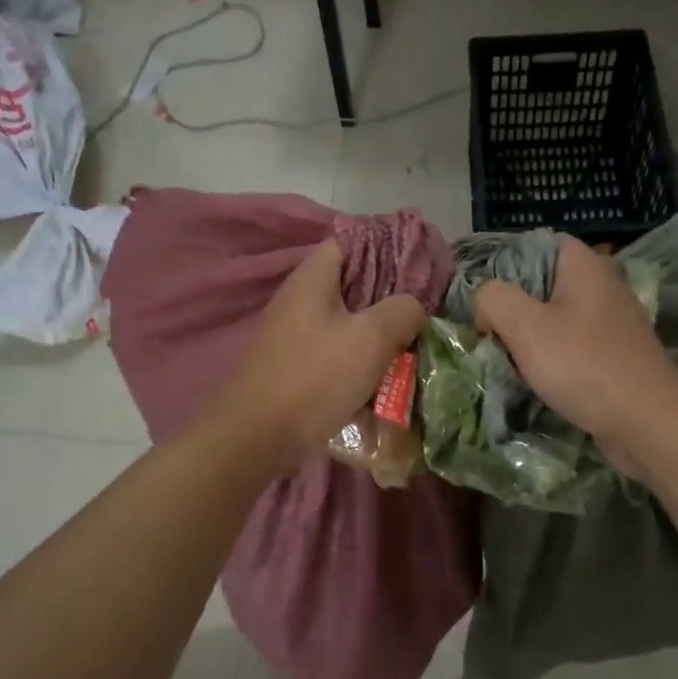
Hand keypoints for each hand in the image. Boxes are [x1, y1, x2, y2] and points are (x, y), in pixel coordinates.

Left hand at [202, 240, 425, 476]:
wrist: (255, 437)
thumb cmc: (314, 378)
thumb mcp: (370, 339)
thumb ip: (401, 311)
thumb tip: (413, 305)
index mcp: (312, 278)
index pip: (351, 241)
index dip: (387, 247)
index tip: (419, 267)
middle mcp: (298, 299)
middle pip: (350, 283)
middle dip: (388, 296)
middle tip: (422, 311)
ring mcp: (291, 333)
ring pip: (344, 320)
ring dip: (375, 331)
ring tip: (407, 344)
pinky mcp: (291, 365)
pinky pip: (332, 350)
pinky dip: (356, 357)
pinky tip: (379, 376)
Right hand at [473, 236, 677, 472]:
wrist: (647, 422)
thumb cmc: (583, 364)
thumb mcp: (524, 325)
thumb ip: (492, 299)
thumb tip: (485, 303)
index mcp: (583, 264)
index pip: (533, 245)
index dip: (501, 267)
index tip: (481, 300)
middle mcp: (601, 284)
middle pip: (540, 284)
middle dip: (511, 308)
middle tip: (488, 334)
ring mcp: (611, 321)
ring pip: (554, 318)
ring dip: (528, 339)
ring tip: (507, 360)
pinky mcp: (614, 354)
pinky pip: (571, 346)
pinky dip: (551, 359)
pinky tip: (537, 380)